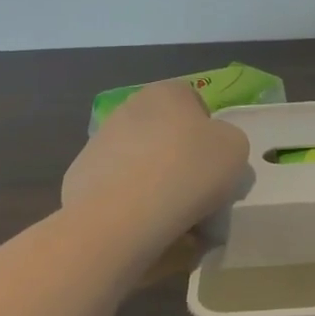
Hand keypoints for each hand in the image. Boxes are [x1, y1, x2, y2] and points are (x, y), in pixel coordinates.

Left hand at [62, 79, 249, 228]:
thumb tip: (212, 149)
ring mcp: (99, 141)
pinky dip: (127, 201)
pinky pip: (115, 186)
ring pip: (138, 158)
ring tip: (167, 214)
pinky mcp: (79, 176)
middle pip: (163, 130)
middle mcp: (129, 107)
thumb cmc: (188, 171)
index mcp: (167, 92)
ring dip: (151, 178)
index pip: (192, 101)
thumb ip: (227, 140)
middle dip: (176, 154)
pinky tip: (139, 223)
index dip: (207, 131)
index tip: (213, 162)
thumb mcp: (235, 148)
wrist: (122, 216)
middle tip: (194, 189)